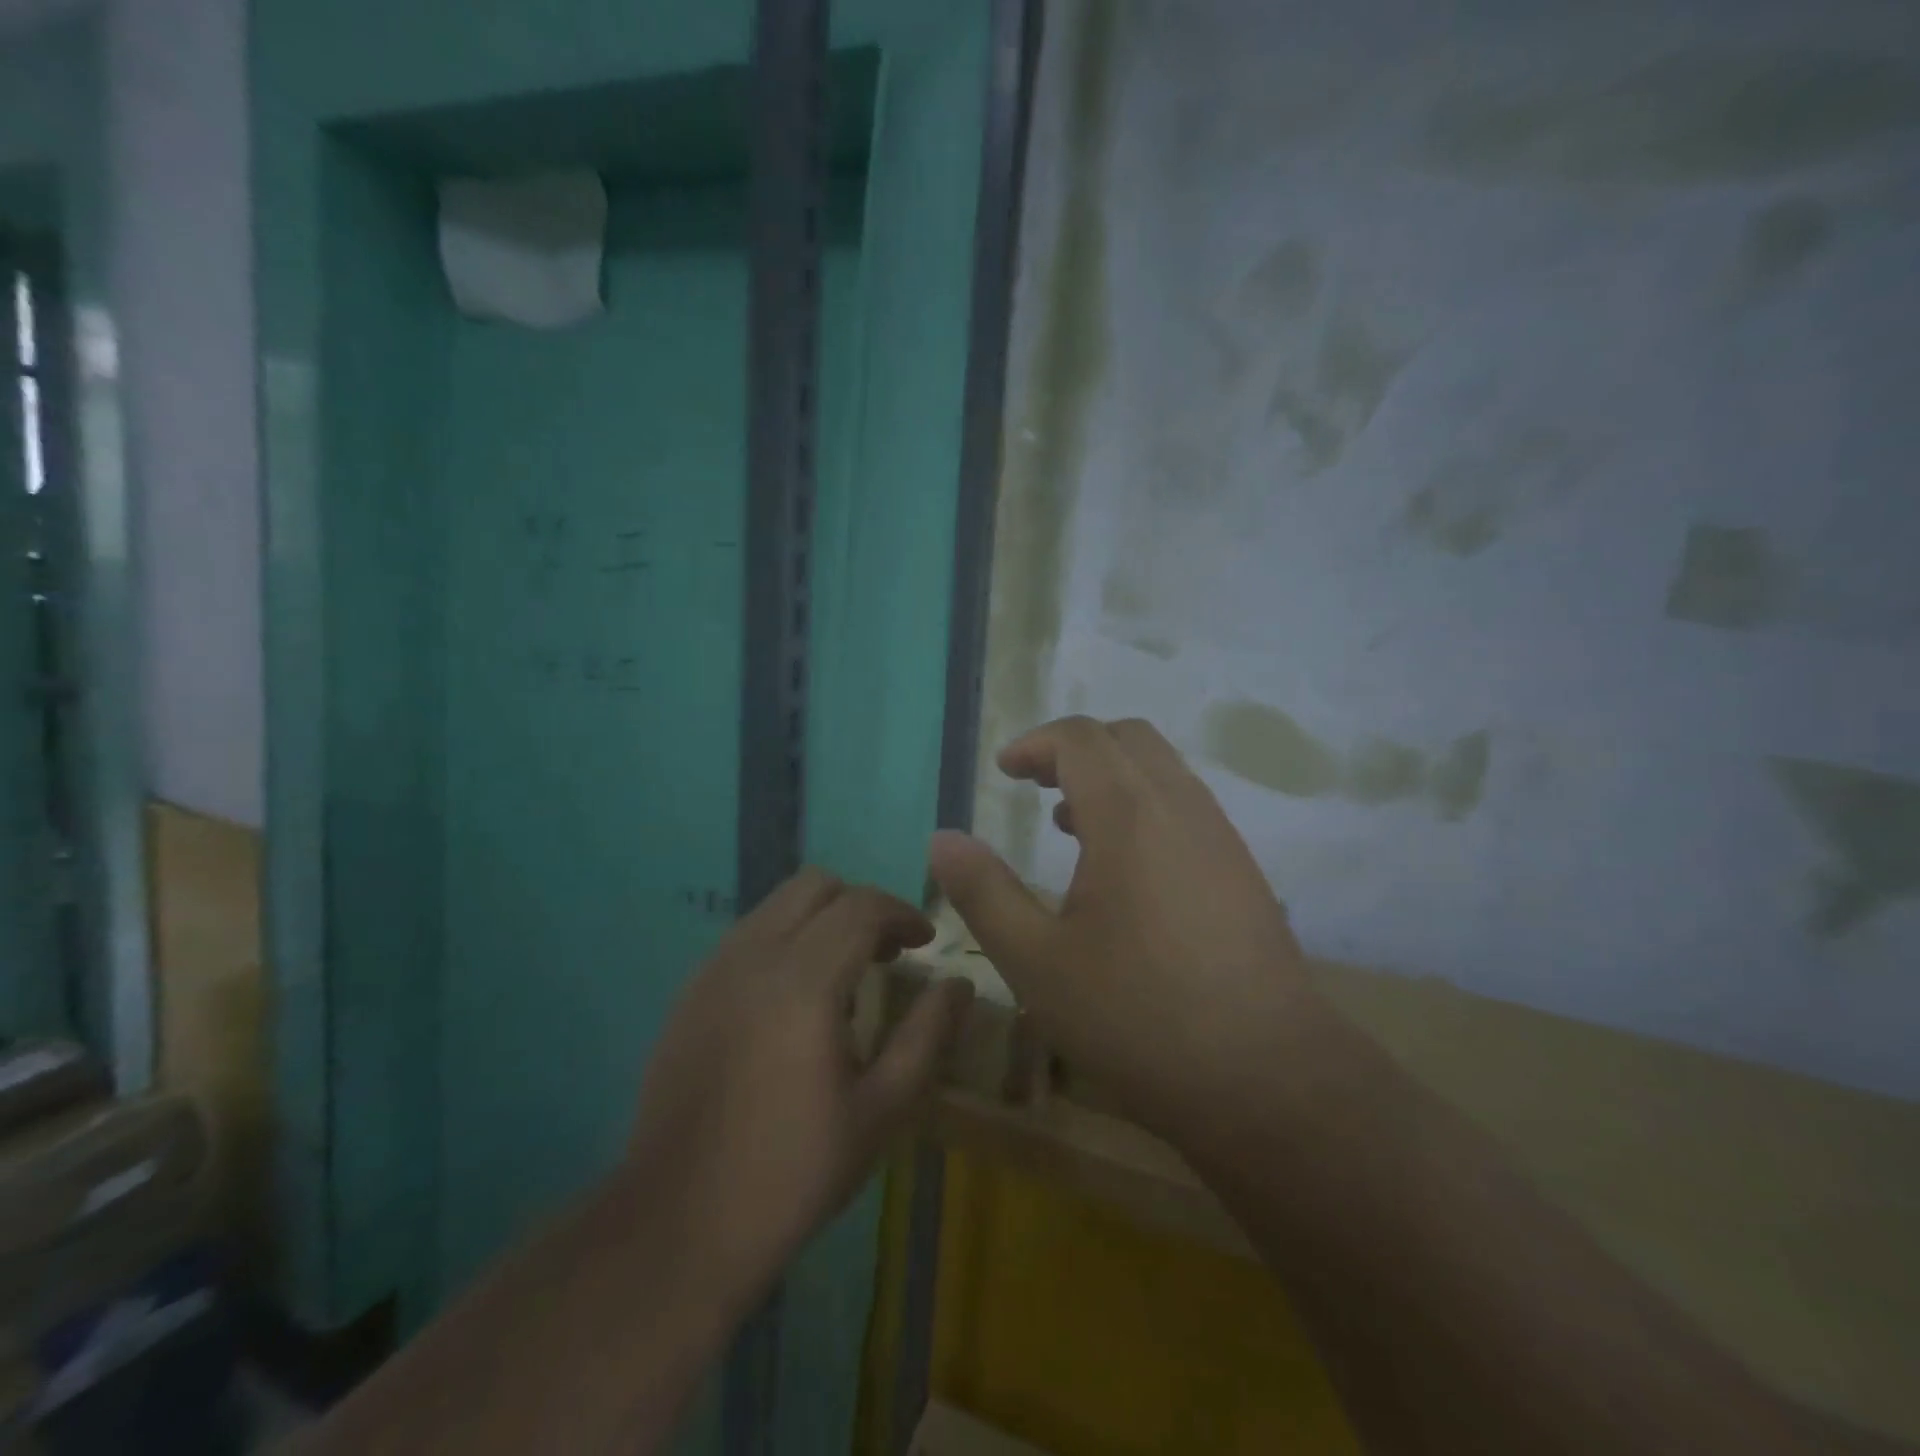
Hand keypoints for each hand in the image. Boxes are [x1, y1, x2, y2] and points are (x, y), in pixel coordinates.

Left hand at [623, 869, 973, 1318]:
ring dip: (820, 918)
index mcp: (803, 982)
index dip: (902, 913)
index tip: (925, 943)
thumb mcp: (881, 1110)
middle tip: (886, 953)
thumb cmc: (794, 1171)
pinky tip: (794, 997)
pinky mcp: (689, 992)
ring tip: (843, 972)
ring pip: (776, 903)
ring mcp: (713, 970)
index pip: (861, 906)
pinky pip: (747, 934)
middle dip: (860, 905)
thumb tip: (959, 984)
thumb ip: (927, 1035)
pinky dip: (784, 938)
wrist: (680, 1224)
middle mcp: (753, 957)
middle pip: (815, 885)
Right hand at [929, 716, 1318, 1143]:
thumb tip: (942, 838)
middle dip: (1074, 748)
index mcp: (1129, 814)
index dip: (1035, 743)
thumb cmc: (1137, 1016)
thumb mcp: (1036, 961)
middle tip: (1035, 786)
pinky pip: (1185, 806)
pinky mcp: (1242, 871)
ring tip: (1068, 825)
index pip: (1081, 738)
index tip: (1004, 771)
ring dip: (1111, 777)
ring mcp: (1220, 837)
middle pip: (1127, 738)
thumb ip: (984, 891)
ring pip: (1162, 770)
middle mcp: (1181, 807)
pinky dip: (1143, 806)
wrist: (1267, 1077)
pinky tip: (1123, 870)